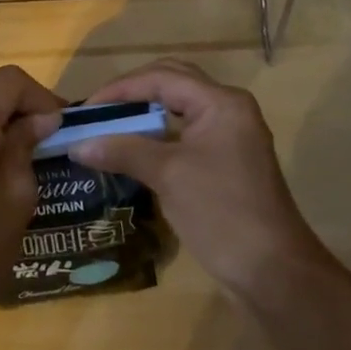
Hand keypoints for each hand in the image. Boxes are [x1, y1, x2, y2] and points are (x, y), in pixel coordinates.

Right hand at [67, 59, 329, 301]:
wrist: (273, 271)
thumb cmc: (221, 212)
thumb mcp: (167, 175)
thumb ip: (122, 151)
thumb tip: (78, 145)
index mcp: (220, 102)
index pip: (161, 78)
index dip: (120, 89)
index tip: (86, 109)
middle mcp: (228, 109)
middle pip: (172, 83)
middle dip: (133, 93)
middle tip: (99, 111)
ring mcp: (230, 135)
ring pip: (179, 108)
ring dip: (145, 114)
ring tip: (110, 127)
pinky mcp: (227, 160)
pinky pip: (186, 132)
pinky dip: (158, 135)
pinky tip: (134, 151)